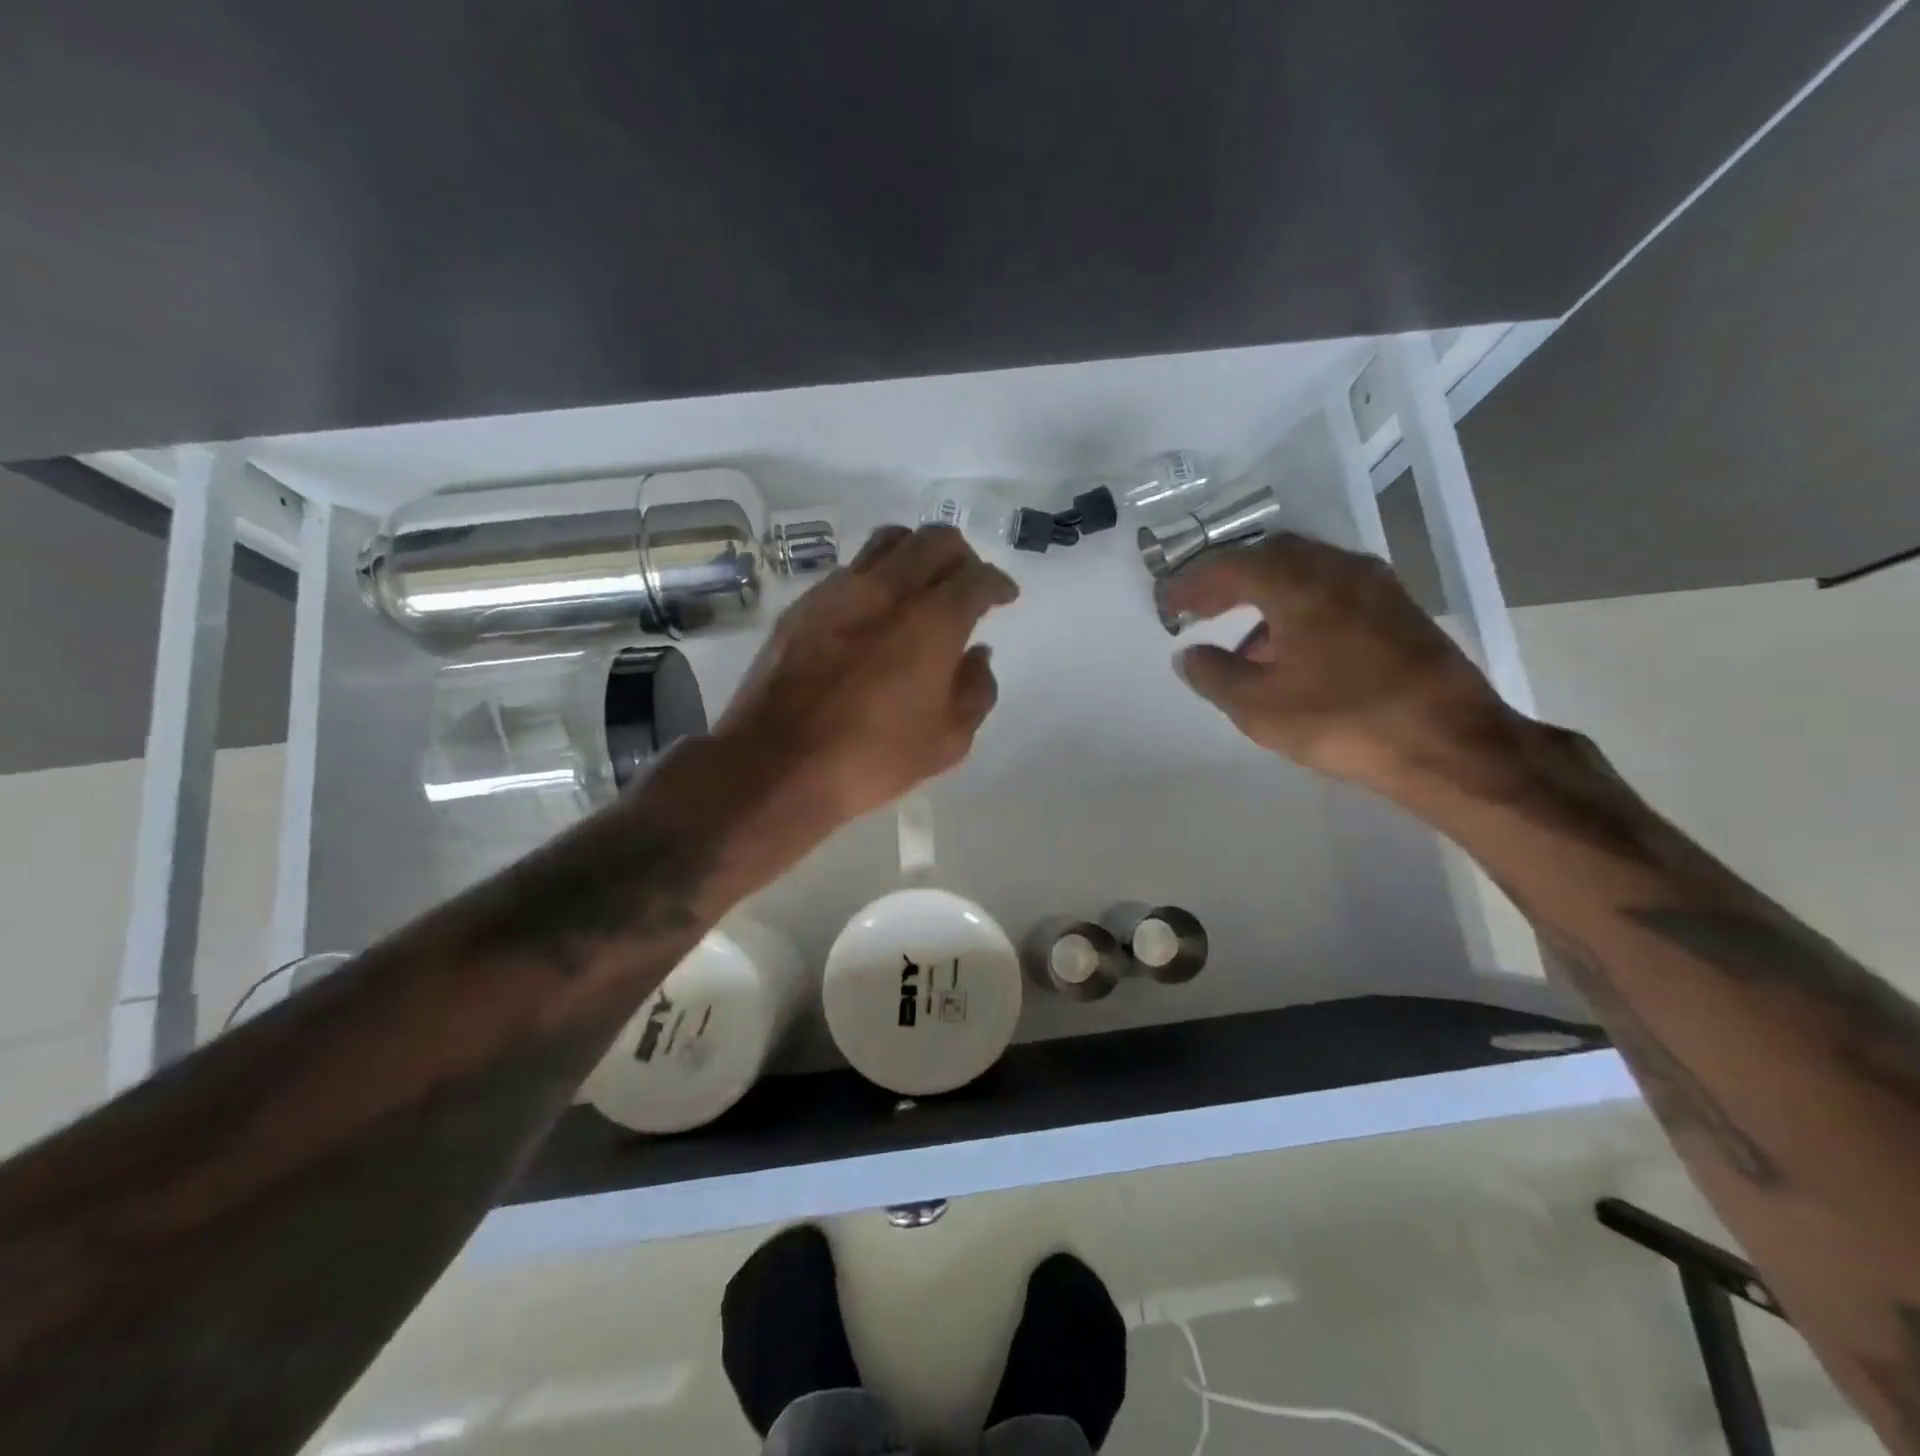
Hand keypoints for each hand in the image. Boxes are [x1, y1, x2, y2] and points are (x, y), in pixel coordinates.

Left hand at [714, 523, 1018, 832]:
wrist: (777, 764)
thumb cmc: (873, 758)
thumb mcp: (948, 741)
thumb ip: (976, 690)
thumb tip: (978, 655)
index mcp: (933, 621)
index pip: (977, 578)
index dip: (998, 583)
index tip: (1005, 596)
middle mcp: (888, 590)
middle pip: (935, 540)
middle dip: (962, 556)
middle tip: (967, 583)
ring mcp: (839, 591)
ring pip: (888, 542)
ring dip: (916, 553)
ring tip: (921, 584)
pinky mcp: (804, 605)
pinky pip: (850, 569)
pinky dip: (876, 576)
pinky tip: (874, 610)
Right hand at [1160, 533, 1515, 788]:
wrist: (1451, 744)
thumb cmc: (1343, 720)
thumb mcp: (1259, 707)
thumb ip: (1214, 675)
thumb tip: (1189, 655)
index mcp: (1298, 583)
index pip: (1229, 567)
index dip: (1191, 584)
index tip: (1166, 604)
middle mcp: (1338, 568)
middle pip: (1269, 556)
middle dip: (1228, 580)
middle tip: (1200, 609)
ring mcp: (1375, 586)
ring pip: (1304, 571)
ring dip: (1264, 594)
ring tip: (1241, 640)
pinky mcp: (1398, 609)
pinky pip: (1332, 589)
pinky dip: (1298, 606)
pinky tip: (1291, 650)